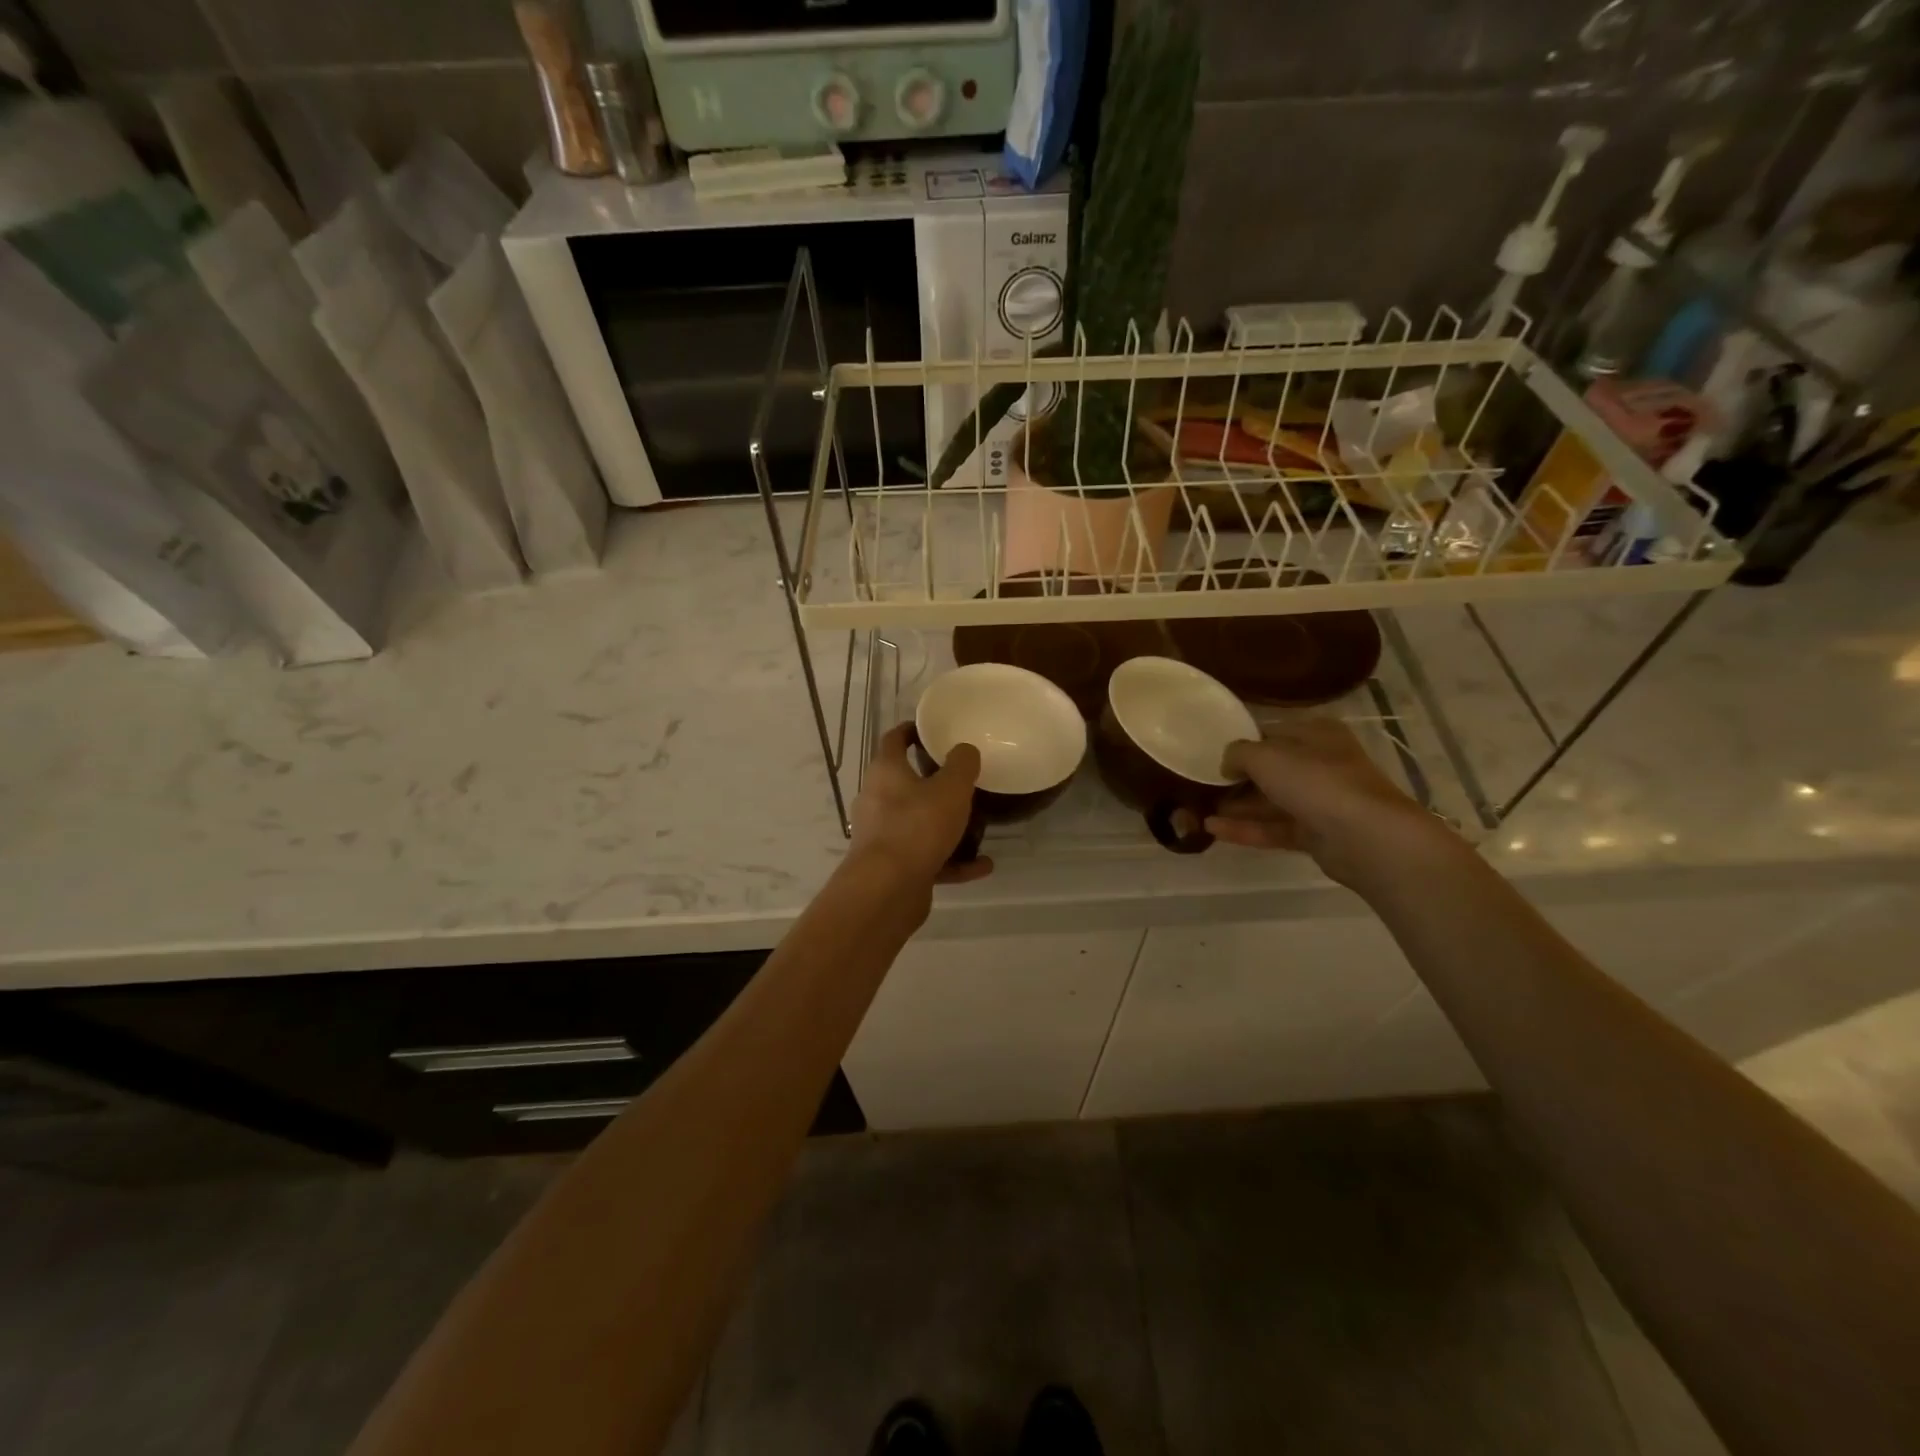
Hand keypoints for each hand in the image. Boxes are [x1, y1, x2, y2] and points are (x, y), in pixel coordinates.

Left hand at [848, 724, 993, 889]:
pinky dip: (953, 861)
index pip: (894, 740)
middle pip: (905, 784)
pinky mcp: (893, 868)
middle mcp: (877, 801)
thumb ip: (962, 765)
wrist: (886, 890)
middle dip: (934, 782)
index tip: (930, 729)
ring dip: (947, 826)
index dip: (911, 730)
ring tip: (978, 826)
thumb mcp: (951, 789)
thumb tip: (964, 750)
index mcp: (886, 772)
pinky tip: (982, 866)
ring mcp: (883, 837)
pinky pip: (927, 857)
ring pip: (918, 824)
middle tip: (962, 780)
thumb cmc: (917, 827)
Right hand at [1204, 717, 1454, 887]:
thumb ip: (1237, 753)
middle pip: (1271, 769)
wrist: (1366, 837)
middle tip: (1202, 786)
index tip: (1210, 755)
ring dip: (1237, 806)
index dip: (1241, 743)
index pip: (1271, 733)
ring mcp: (1321, 801)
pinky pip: (1275, 828)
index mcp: (1316, 734)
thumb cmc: (1316, 781)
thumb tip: (1226, 763)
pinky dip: (1246, 829)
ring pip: (1272, 801)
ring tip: (1199, 810)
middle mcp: (1321, 763)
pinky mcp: (1317, 835)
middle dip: (1237, 779)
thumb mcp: (1265, 756)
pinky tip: (1213, 829)